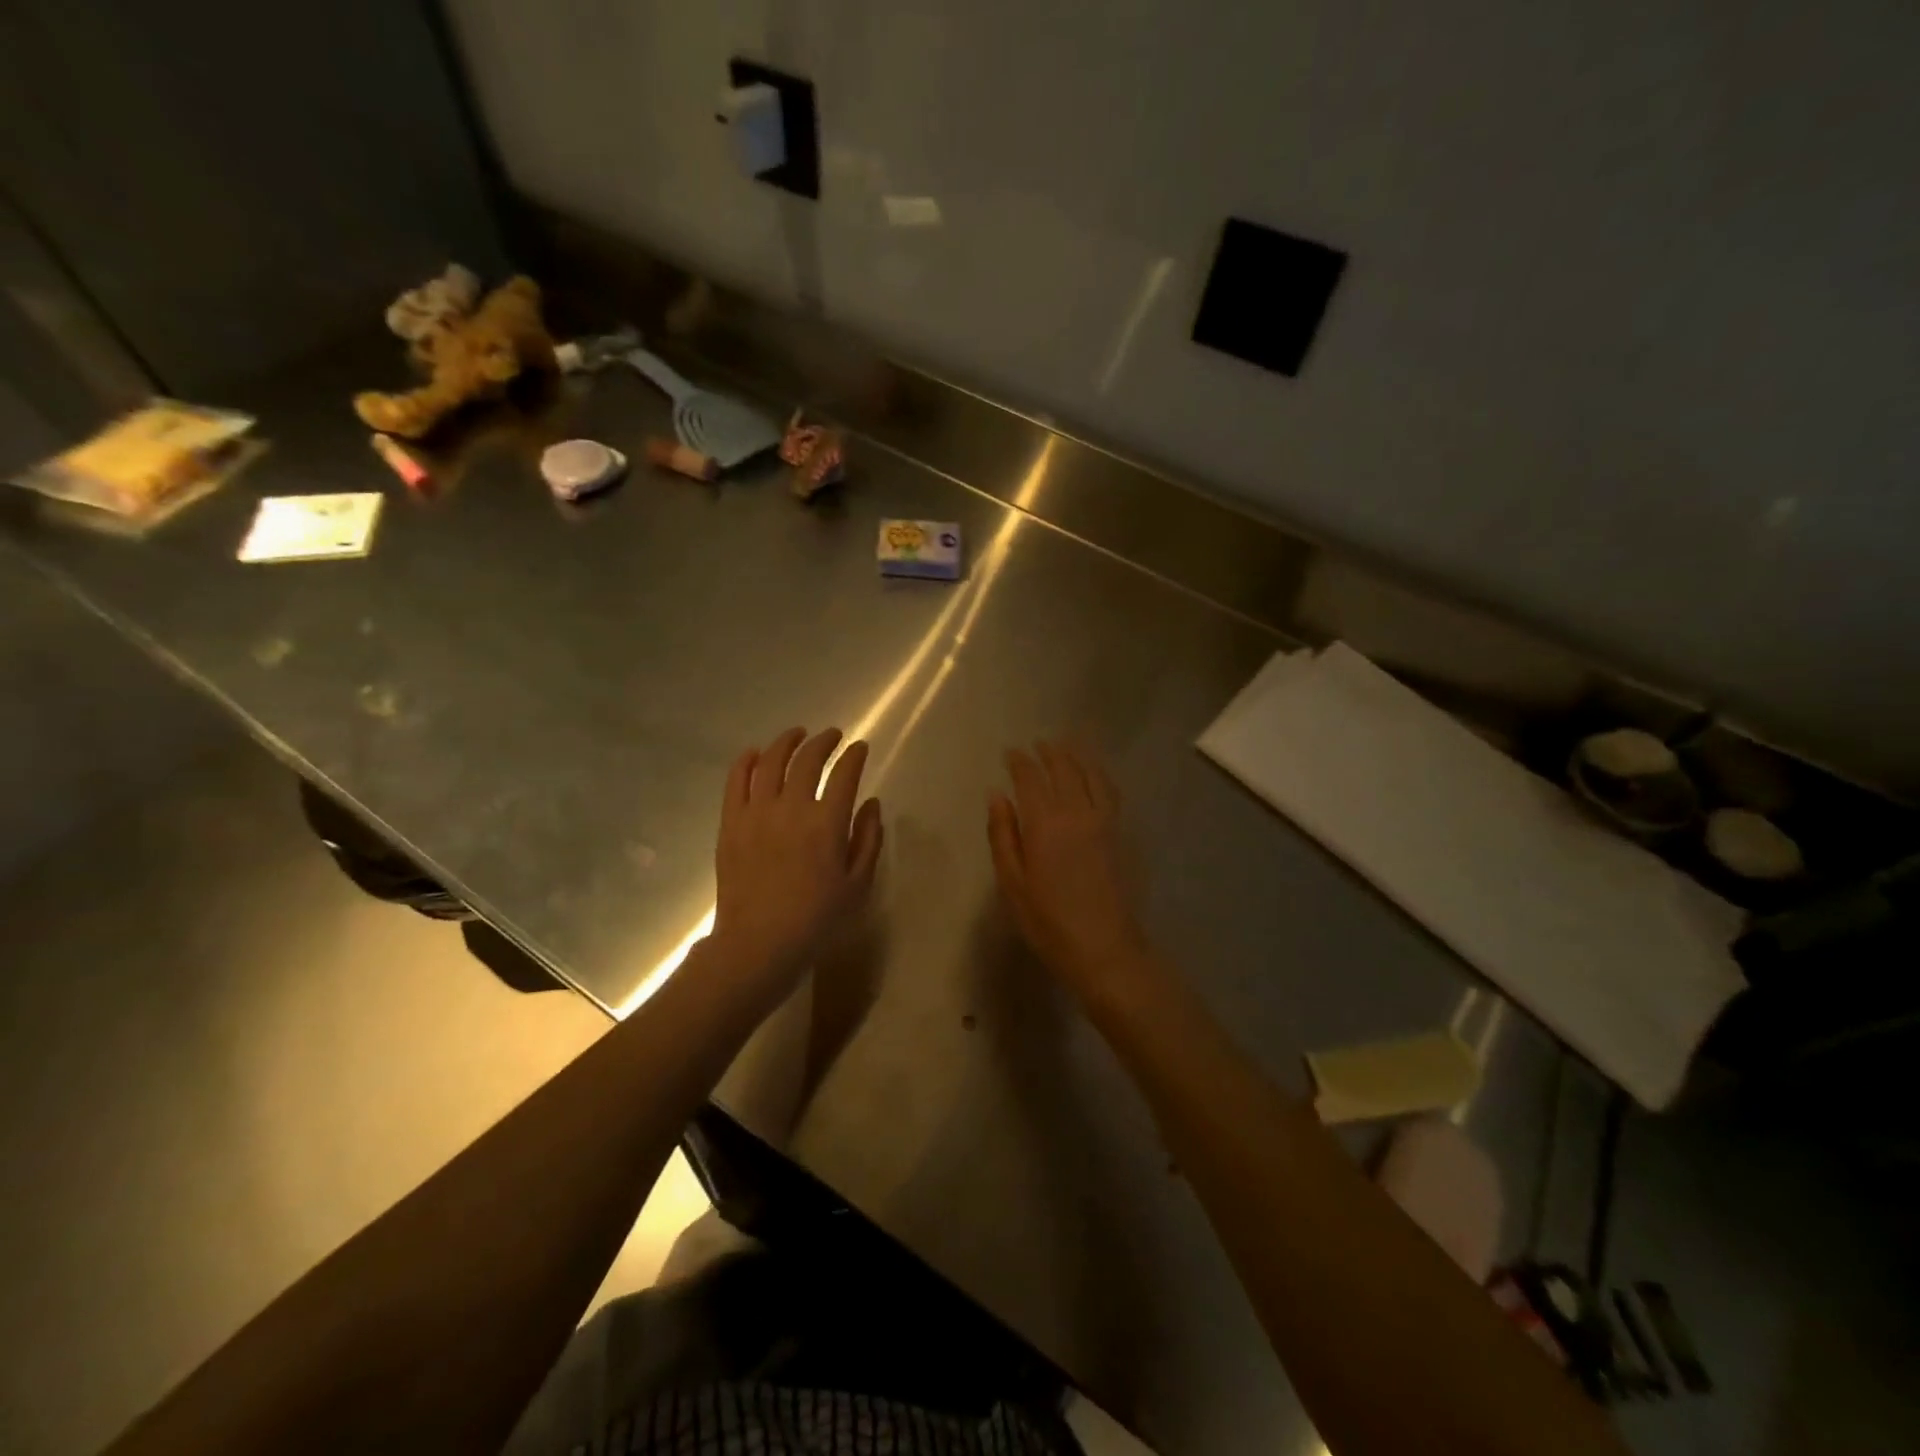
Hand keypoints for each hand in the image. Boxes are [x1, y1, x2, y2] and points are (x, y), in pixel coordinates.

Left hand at [712, 727, 882, 982]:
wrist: (758, 944)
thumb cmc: (816, 919)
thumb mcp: (858, 885)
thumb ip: (869, 839)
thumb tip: (872, 804)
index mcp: (827, 823)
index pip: (844, 774)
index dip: (854, 756)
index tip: (860, 748)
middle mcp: (792, 807)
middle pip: (808, 759)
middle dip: (824, 741)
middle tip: (832, 736)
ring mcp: (757, 812)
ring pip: (771, 762)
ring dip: (787, 742)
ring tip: (797, 734)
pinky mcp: (731, 823)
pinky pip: (736, 781)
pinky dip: (746, 761)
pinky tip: (755, 753)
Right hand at [987, 740, 1156, 1002]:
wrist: (1104, 948)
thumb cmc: (1048, 921)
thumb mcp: (1012, 882)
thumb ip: (1003, 834)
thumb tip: (997, 795)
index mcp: (1044, 823)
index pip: (1030, 778)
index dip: (1019, 761)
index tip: (1010, 752)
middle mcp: (1076, 812)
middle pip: (1064, 769)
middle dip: (1049, 752)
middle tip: (1038, 743)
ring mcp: (1103, 821)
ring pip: (1091, 775)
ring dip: (1078, 756)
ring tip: (1068, 744)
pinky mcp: (1120, 834)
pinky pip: (1110, 792)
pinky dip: (1100, 775)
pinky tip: (1096, 774)